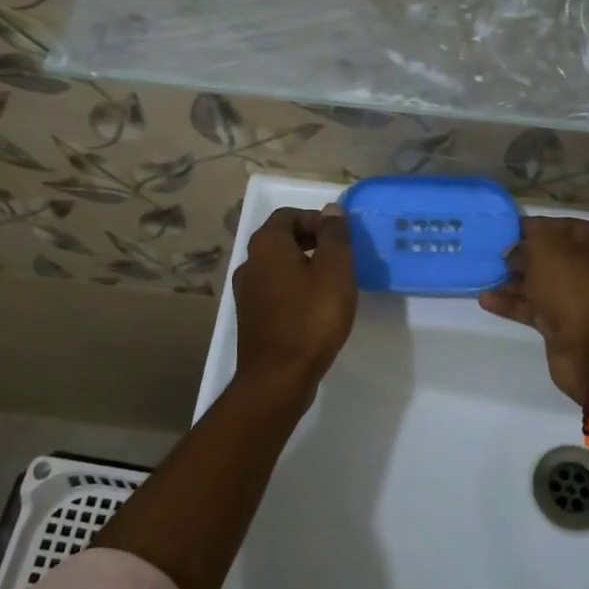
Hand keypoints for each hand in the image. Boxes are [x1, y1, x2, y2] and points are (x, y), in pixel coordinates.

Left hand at [232, 206, 358, 388]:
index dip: (317, 220)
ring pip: (279, 267)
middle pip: (282, 239)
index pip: (289, 215)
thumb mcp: (334, 270)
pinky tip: (316, 309)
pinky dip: (296, 290)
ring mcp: (247, 292)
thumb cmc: (311, 318)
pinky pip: (276, 291)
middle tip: (342, 259)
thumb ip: (334, 236)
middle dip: (313, 242)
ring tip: (333, 285)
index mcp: (267, 245)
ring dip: (305, 267)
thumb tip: (331, 210)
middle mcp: (250, 263)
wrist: (277, 378)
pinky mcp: (251, 317)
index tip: (342, 238)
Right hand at [479, 216, 588, 403]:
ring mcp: (584, 298)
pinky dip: (514, 304)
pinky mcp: (568, 325)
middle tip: (489, 253)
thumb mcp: (547, 249)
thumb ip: (527, 242)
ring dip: (513, 281)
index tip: (502, 229)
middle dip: (521, 255)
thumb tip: (515, 251)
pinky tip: (486, 300)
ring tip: (481, 275)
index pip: (562, 225)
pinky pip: (537, 308)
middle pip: (552, 256)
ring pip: (543, 283)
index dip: (531, 227)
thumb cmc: (575, 287)